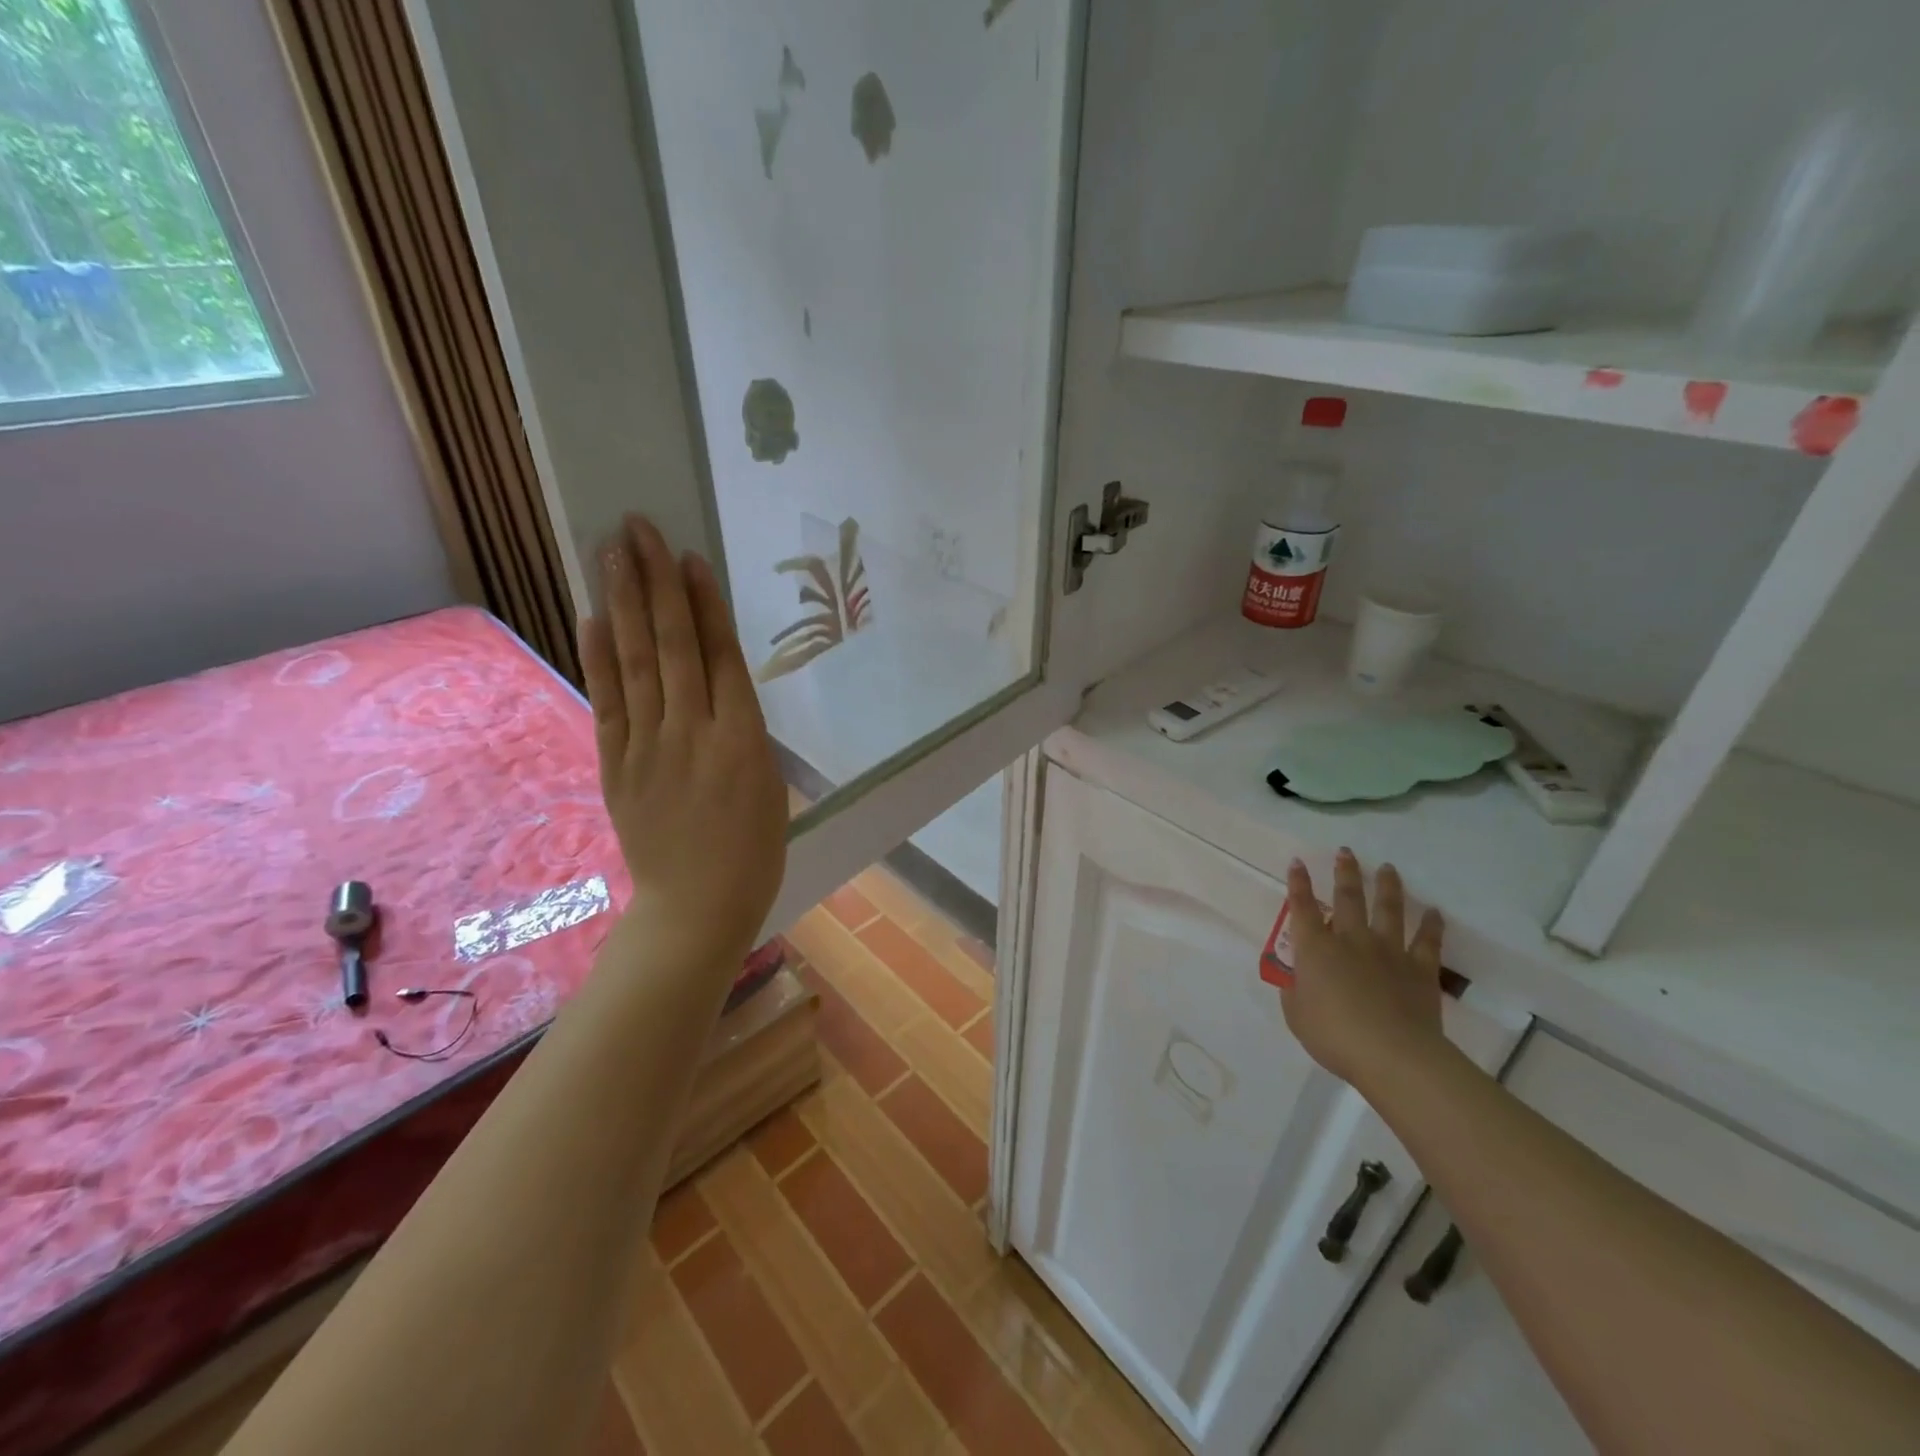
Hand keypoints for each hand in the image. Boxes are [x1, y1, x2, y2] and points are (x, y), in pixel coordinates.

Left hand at [578, 516, 786, 974]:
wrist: (698, 907)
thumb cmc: (754, 851)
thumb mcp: (770, 784)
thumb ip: (743, 730)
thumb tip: (719, 684)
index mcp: (744, 738)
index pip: (720, 655)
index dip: (703, 603)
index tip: (686, 556)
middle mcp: (694, 731)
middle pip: (672, 645)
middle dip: (654, 582)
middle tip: (637, 528)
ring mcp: (649, 747)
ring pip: (634, 662)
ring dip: (622, 603)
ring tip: (611, 552)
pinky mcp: (616, 765)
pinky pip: (607, 702)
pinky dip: (597, 657)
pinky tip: (590, 617)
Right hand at [1280, 849, 1448, 1092]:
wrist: (1393, 1055)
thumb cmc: (1334, 1035)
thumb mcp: (1297, 1015)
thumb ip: (1296, 992)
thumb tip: (1301, 980)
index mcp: (1315, 949)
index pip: (1302, 907)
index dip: (1298, 883)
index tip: (1298, 862)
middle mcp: (1350, 940)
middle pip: (1348, 898)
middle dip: (1345, 872)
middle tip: (1346, 851)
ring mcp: (1388, 952)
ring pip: (1388, 910)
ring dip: (1387, 887)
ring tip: (1388, 868)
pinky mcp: (1419, 970)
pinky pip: (1427, 942)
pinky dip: (1432, 926)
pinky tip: (1435, 912)